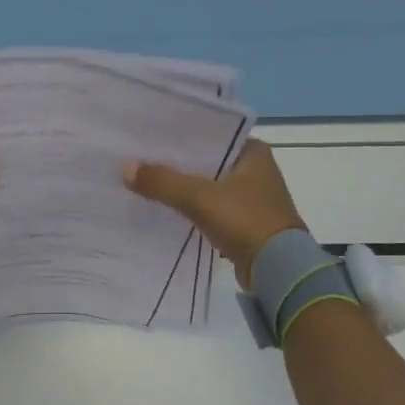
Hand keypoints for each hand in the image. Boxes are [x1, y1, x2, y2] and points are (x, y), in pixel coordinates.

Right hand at [123, 140, 307, 290]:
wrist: (278, 269)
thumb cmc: (246, 220)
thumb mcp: (200, 198)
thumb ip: (163, 182)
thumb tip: (126, 168)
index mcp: (253, 152)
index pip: (211, 134)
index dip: (181, 136)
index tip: (150, 135)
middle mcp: (255, 170)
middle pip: (207, 161)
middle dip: (177, 163)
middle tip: (140, 157)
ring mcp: (250, 198)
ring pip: (207, 186)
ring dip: (183, 187)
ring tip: (146, 181)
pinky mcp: (244, 222)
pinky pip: (210, 209)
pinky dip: (191, 209)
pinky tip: (165, 209)